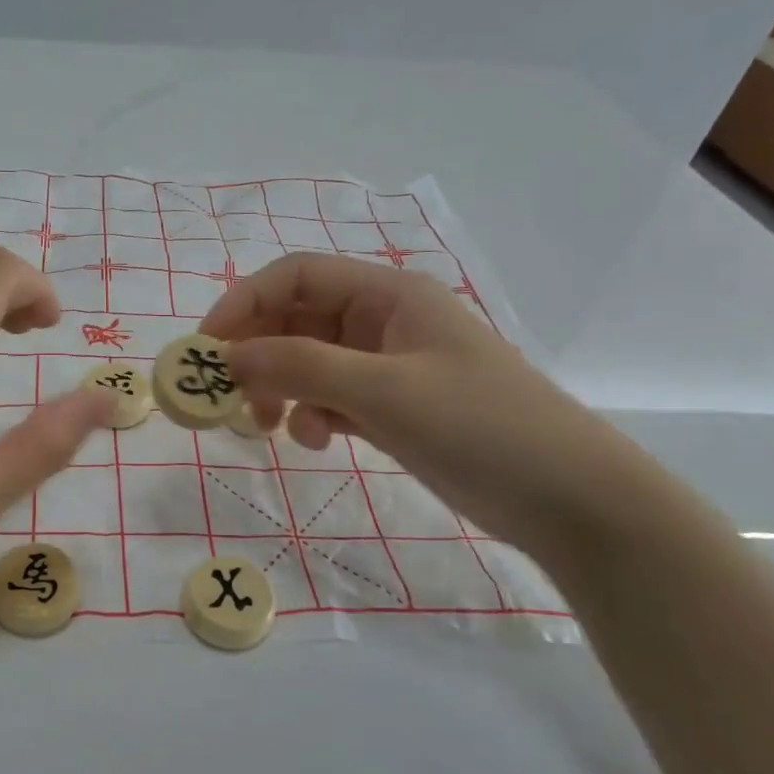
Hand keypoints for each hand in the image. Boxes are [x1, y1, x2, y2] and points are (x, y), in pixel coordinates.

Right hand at [202, 255, 654, 562]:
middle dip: (258, 354)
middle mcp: (383, 320)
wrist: (567, 497)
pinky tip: (321, 441)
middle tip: (230, 398)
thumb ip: (301, 366)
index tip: (206, 349)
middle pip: (296, 319)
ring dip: (281, 388)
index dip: (243, 303)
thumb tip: (229, 355)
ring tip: (270, 427)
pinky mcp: (393, 406)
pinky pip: (331, 397)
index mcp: (387, 294)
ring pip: (309, 362)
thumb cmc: (479, 426)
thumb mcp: (383, 391)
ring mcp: (388, 365)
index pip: (295, 276)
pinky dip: (313, 415)